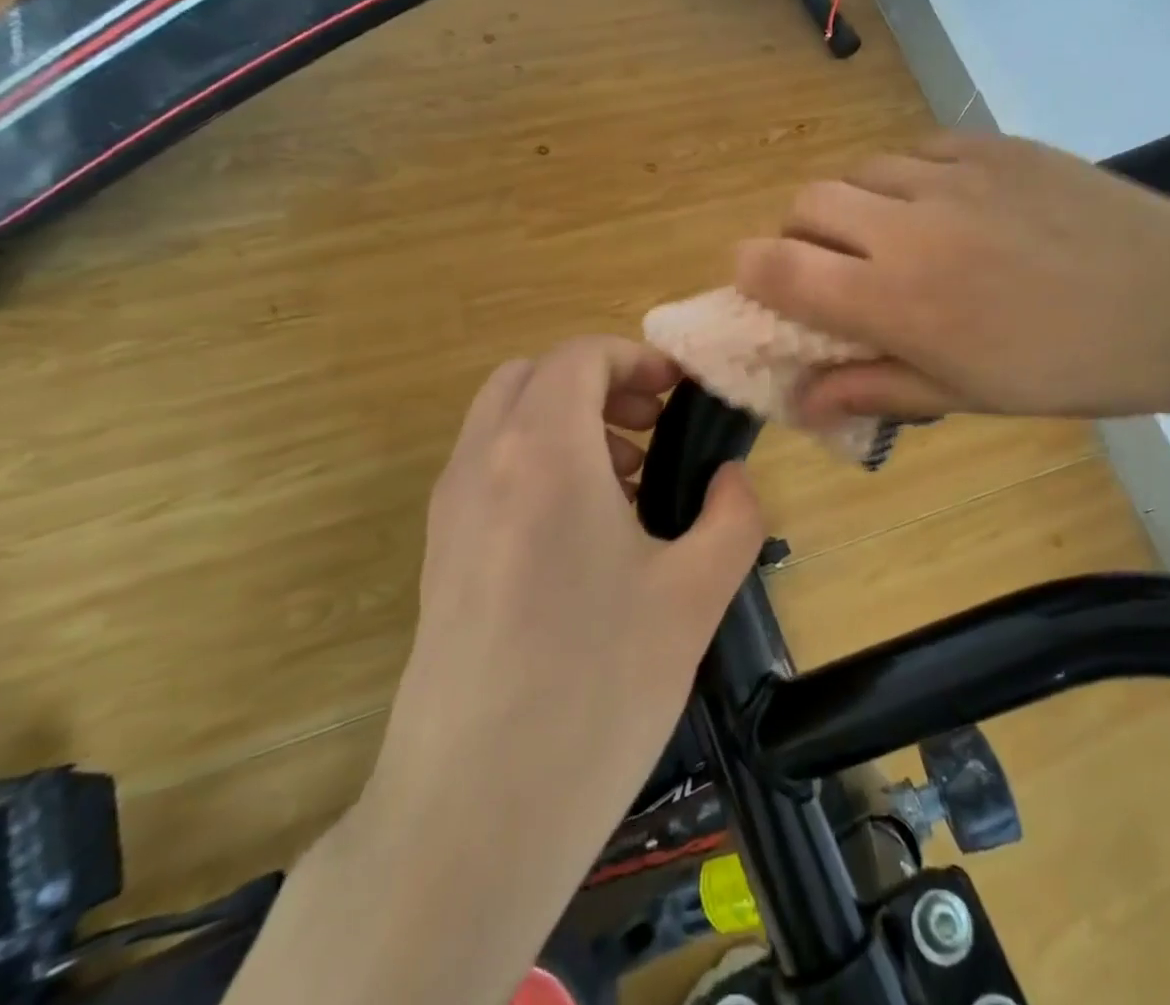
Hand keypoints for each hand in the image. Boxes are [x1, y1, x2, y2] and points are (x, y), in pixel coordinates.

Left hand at [372, 334, 762, 815]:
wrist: (472, 813)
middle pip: (532, 375)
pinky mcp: (437, 556)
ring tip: (626, 482)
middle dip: (597, 382)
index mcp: (543, 452)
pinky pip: (487, 470)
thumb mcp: (695, 595)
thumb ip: (733, 516)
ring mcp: (449, 510)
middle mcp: (482, 463)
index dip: (635, 358)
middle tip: (651, 427)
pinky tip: (583, 536)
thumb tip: (732, 479)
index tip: (679, 394)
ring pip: (503, 420)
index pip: (579, 356)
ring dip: (565, 422)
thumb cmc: (596, 687)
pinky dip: (535, 463)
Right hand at [735, 133, 1169, 421]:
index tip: (760, 284)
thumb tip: (802, 400)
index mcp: (895, 300)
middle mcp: (906, 227)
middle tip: (834, 265)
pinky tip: (945, 204)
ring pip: (859, 170)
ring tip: (894, 234)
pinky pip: (916, 149)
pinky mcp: (991, 144)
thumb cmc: (1067, 368)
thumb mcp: (965, 394)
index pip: (777, 267)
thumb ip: (873, 389)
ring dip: (854, 205)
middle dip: (799, 234)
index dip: (750, 272)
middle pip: (805, 203)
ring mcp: (951, 175)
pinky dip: (907, 177)